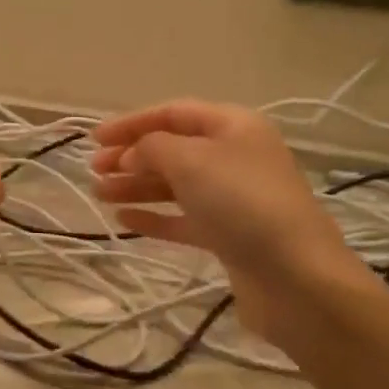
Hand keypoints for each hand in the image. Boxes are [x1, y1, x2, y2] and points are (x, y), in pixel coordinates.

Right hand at [90, 100, 375, 346]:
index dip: (131, 122)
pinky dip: (154, 217)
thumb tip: (131, 154)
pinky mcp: (229, 236)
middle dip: (131, 156)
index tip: (94, 138)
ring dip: (136, 186)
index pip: (173, 113)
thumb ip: (152, 148)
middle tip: (94, 170)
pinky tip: (124, 220)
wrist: (295, 276)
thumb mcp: (191, 161)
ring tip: (99, 195)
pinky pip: (183, 218)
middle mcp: (235, 156)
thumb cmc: (242, 203)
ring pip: (175, 185)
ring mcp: (233, 198)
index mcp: (233, 126)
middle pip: (173, 149)